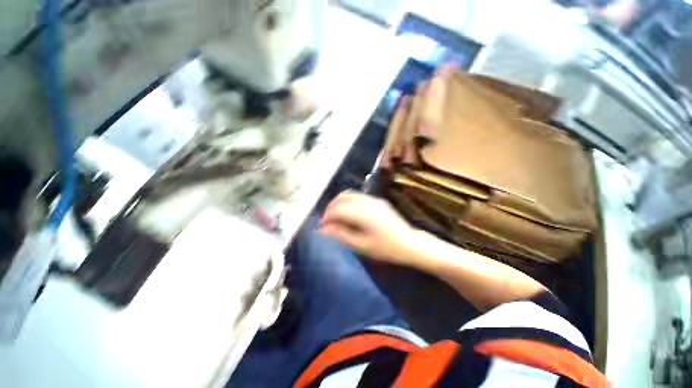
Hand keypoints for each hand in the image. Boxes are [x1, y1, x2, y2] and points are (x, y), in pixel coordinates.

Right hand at [319, 190, 415, 263]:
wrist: (410, 243)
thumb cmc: (386, 248)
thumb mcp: (362, 245)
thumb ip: (342, 234)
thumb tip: (323, 229)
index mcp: (363, 213)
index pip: (338, 209)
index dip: (327, 216)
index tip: (322, 226)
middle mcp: (368, 202)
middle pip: (342, 197)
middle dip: (331, 207)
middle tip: (328, 220)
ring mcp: (374, 199)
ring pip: (350, 194)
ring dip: (339, 202)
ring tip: (336, 216)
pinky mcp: (378, 200)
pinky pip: (358, 196)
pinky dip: (349, 201)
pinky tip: (349, 213)